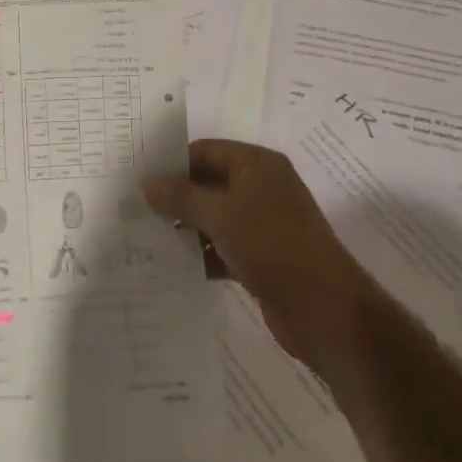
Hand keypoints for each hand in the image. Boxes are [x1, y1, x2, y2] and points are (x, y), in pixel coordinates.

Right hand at [143, 139, 373, 367]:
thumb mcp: (221, 215)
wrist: (325, 310)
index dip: (173, 162)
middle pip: (209, 183)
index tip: (138, 177)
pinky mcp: (262, 258)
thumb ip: (181, 197)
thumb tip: (146, 182)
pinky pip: (223, 246)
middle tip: (135, 207)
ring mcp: (263, 224)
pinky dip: (202, 254)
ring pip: (214, 217)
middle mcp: (262, 188)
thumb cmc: (273, 245)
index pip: (206, 151)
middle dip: (176, 196)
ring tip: (146, 236)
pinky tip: (173, 265)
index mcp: (257, 165)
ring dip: (186, 228)